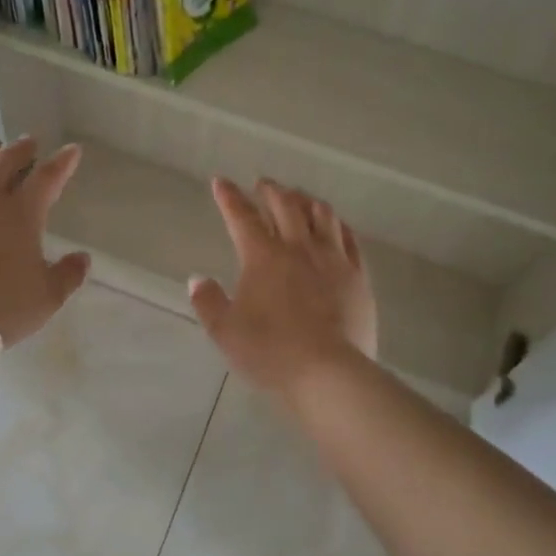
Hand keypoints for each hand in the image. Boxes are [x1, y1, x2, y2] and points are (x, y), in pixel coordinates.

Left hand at [0, 138, 90, 347]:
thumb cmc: (0, 308)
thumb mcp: (47, 297)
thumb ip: (68, 275)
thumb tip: (82, 259)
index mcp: (21, 213)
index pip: (47, 177)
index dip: (62, 162)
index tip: (71, 150)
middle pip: (4, 161)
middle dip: (20, 149)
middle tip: (29, 143)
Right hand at [189, 178, 377, 396]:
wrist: (328, 373)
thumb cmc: (270, 352)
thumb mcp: (225, 331)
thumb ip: (208, 301)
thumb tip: (197, 279)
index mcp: (262, 257)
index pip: (241, 217)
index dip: (229, 197)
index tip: (221, 182)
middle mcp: (298, 248)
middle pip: (285, 206)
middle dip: (271, 190)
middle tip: (263, 184)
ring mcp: (333, 260)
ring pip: (321, 215)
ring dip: (306, 200)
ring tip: (299, 197)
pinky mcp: (358, 276)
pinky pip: (350, 239)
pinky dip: (338, 224)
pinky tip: (335, 224)